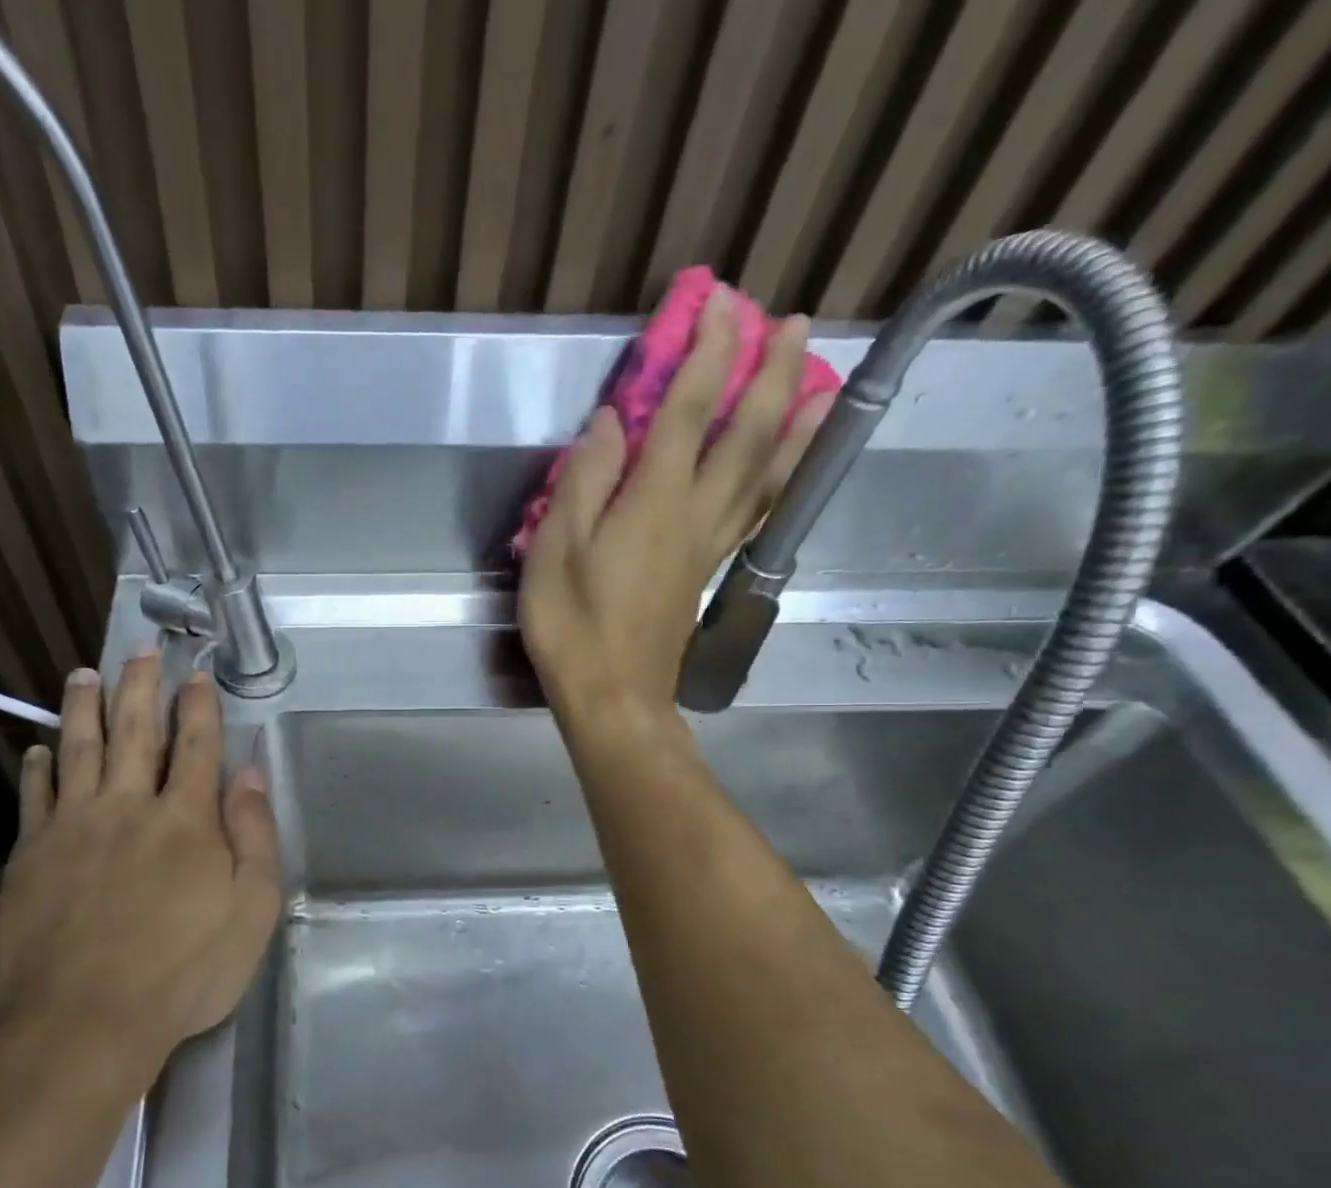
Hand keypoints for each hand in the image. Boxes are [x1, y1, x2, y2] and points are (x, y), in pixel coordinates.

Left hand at [0, 654, 281, 1086]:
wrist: (84, 1023)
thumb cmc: (183, 972)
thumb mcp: (251, 911)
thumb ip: (254, 836)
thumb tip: (250, 773)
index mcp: (186, 819)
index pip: (196, 745)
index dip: (199, 706)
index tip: (196, 673)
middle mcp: (128, 806)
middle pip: (135, 731)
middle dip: (141, 686)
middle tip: (141, 649)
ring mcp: (73, 826)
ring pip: (79, 749)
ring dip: (83, 707)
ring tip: (84, 674)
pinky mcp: (30, 854)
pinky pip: (34, 796)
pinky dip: (37, 767)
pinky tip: (37, 749)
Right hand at [519, 291, 829, 726]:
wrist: (612, 696)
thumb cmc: (571, 627)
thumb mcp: (555, 552)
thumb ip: (583, 483)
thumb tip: (609, 422)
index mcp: (652, 504)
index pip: (685, 415)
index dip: (704, 357)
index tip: (719, 305)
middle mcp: (694, 515)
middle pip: (743, 436)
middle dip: (766, 374)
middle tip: (790, 322)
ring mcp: (709, 545)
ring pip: (765, 473)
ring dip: (792, 422)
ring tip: (819, 380)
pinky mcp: (709, 571)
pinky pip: (757, 511)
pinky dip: (780, 478)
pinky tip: (788, 465)